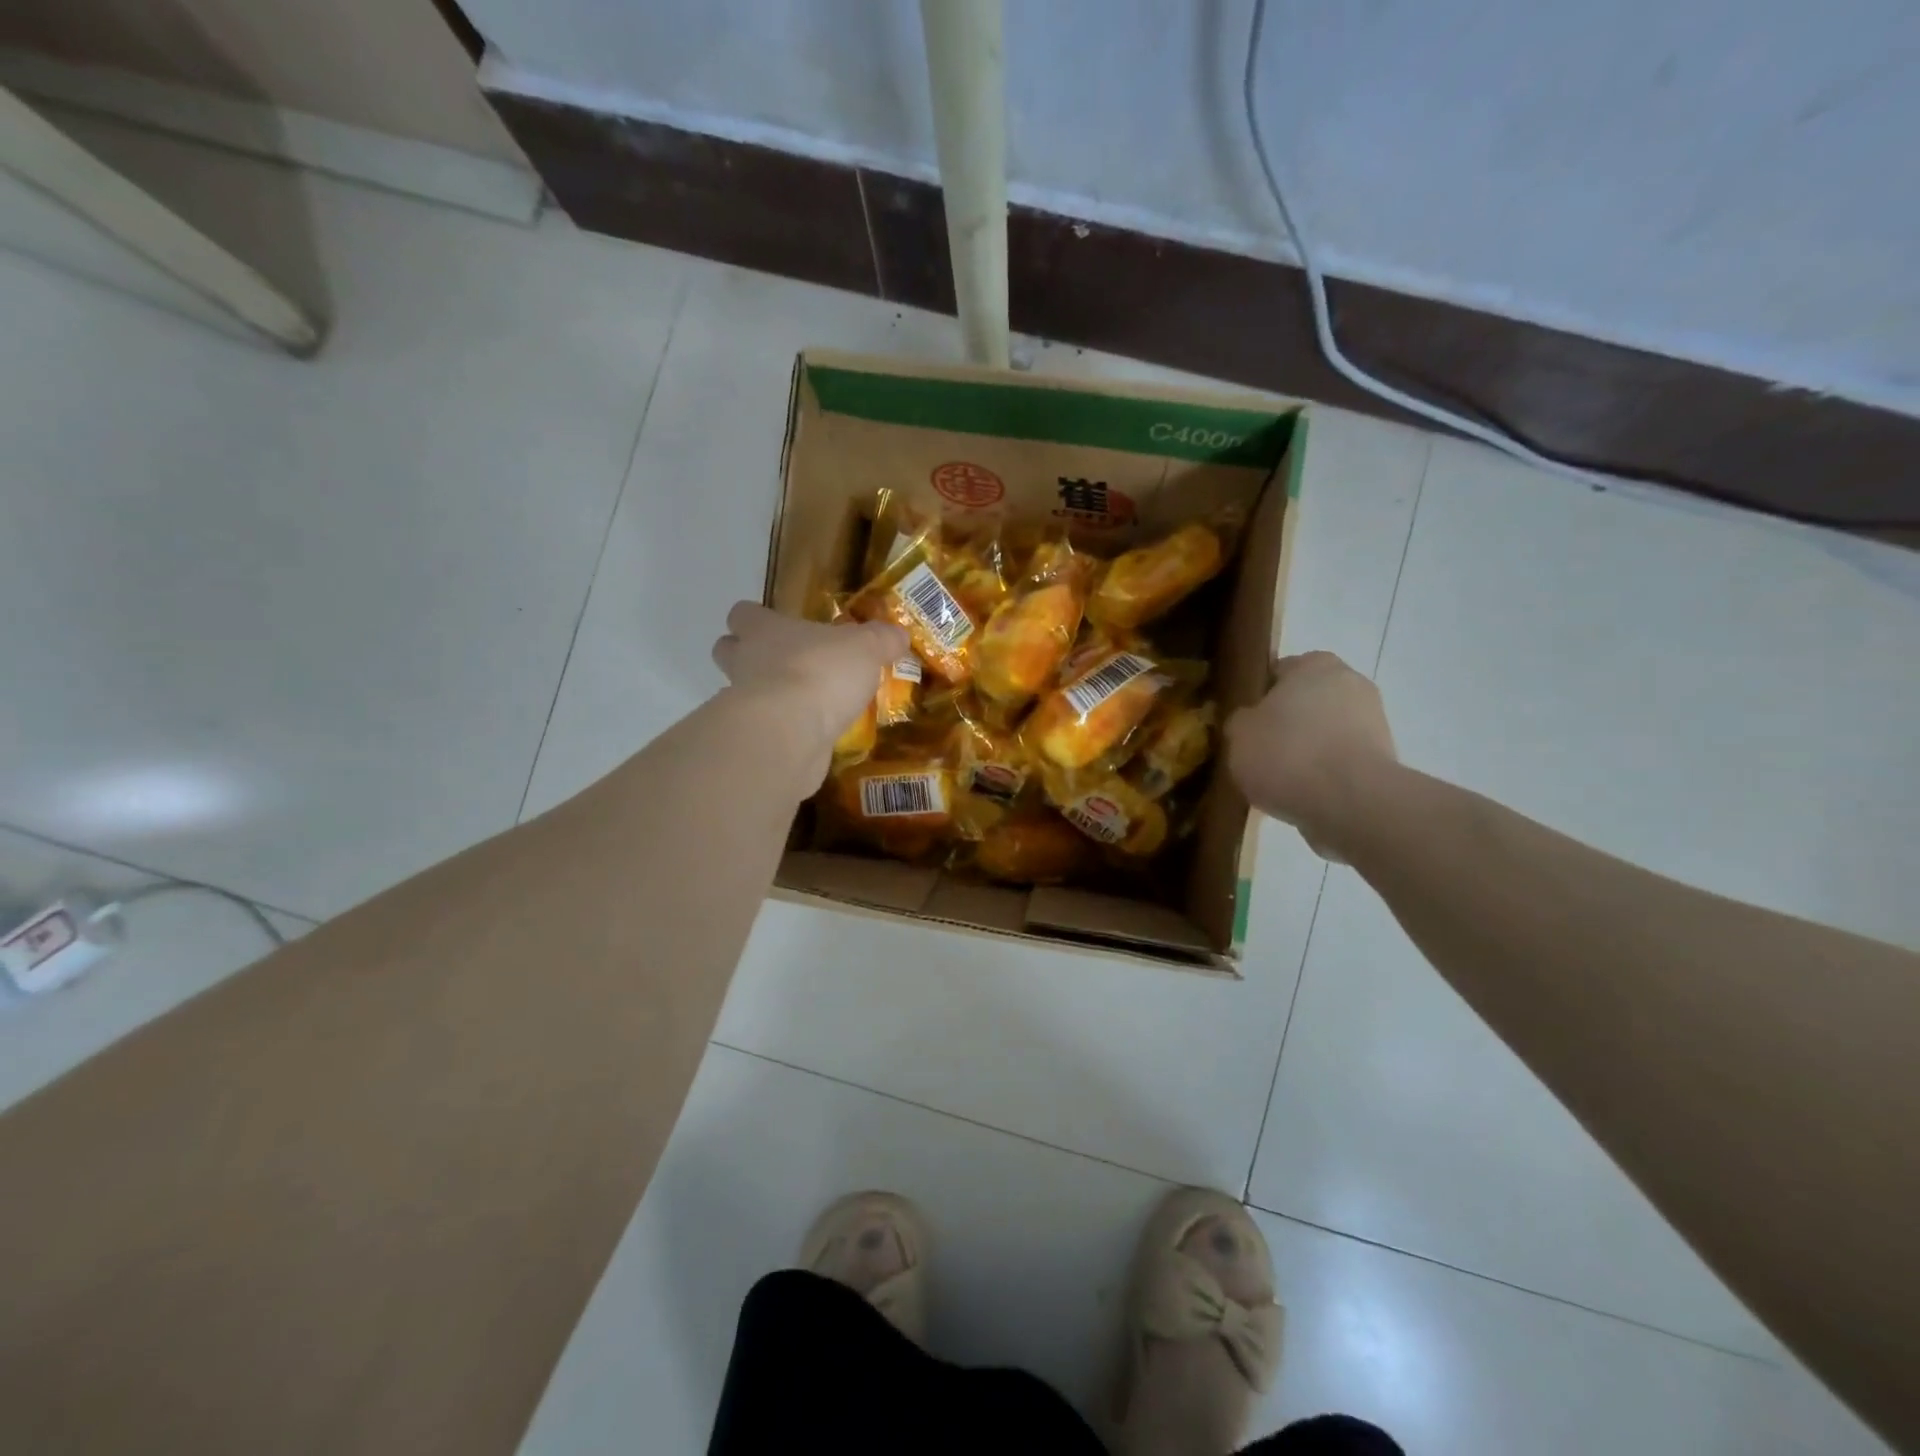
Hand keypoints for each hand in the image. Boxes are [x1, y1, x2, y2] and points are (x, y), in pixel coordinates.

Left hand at [711, 603, 906, 770]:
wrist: (790, 732)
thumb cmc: (822, 672)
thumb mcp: (866, 648)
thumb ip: (882, 640)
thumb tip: (899, 634)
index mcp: (765, 630)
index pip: (743, 614)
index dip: (755, 618)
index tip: (776, 626)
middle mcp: (745, 663)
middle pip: (728, 652)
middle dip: (748, 656)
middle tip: (784, 665)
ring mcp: (743, 704)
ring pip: (742, 693)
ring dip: (766, 697)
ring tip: (804, 705)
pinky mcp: (752, 740)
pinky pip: (764, 730)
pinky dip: (781, 732)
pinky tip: (809, 737)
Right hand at [1226, 651, 1398, 861]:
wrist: (1350, 803)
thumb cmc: (1287, 754)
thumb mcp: (1238, 733)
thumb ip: (1241, 721)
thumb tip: (1250, 723)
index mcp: (1314, 664)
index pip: (1278, 672)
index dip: (1258, 697)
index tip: (1245, 723)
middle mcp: (1350, 682)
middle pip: (1305, 702)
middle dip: (1287, 723)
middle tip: (1259, 751)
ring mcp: (1374, 720)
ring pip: (1325, 732)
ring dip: (1307, 749)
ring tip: (1279, 779)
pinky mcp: (1384, 758)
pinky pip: (1341, 760)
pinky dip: (1325, 772)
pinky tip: (1304, 793)